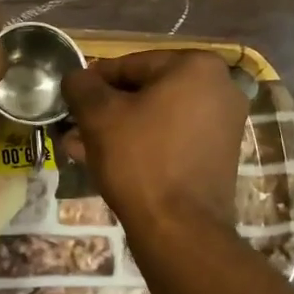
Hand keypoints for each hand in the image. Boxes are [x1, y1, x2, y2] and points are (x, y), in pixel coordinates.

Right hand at [61, 51, 247, 232]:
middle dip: (105, 110)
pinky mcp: (218, 155)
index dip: (93, 82)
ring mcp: (223, 123)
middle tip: (73, 127)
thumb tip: (76, 76)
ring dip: (118, 129)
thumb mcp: (99, 115)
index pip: (130, 64)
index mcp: (196, 66)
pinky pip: (171, 138)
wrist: (180, 229)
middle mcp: (220, 87)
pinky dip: (142, 144)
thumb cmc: (139, 159)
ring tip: (79, 147)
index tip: (70, 100)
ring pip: (155, 117)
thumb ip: (82, 86)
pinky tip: (106, 161)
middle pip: (145, 91)